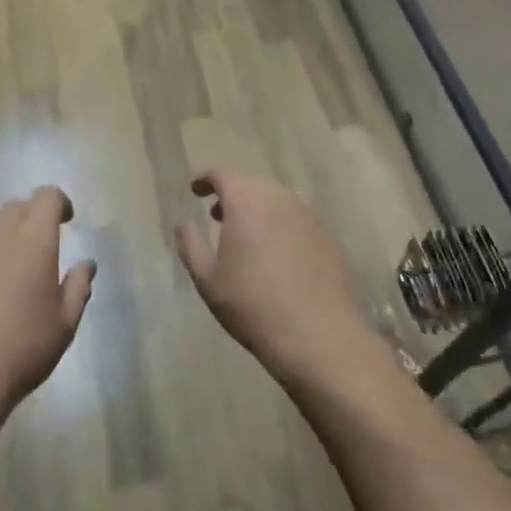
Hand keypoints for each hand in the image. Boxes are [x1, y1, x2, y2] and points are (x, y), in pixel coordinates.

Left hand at [0, 186, 96, 425]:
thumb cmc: (20, 351)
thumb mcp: (64, 325)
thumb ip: (78, 287)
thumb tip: (87, 264)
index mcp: (33, 239)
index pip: (47, 196)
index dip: (59, 203)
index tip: (65, 220)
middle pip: (15, 208)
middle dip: (30, 219)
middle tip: (36, 249)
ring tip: (2, 272)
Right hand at [175, 173, 374, 383]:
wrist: (318, 335)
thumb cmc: (253, 305)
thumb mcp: (208, 280)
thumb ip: (191, 245)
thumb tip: (184, 224)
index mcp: (246, 200)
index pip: (222, 175)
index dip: (206, 180)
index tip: (195, 190)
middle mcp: (278, 196)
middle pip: (250, 183)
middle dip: (232, 194)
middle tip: (217, 216)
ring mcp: (306, 212)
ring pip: (275, 198)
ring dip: (257, 208)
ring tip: (246, 233)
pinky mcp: (325, 232)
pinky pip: (295, 216)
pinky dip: (280, 223)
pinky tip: (276, 251)